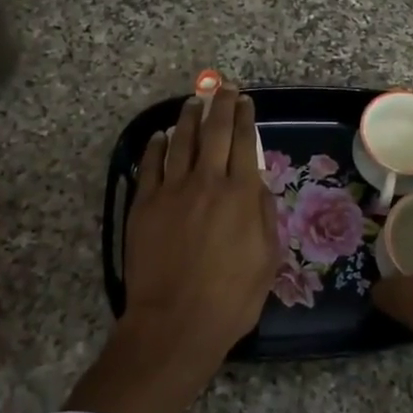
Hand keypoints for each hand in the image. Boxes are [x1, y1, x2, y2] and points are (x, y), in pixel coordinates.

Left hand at [121, 87, 278, 360]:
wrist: (175, 323)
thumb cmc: (230, 298)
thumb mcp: (267, 259)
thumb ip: (263, 214)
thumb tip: (255, 181)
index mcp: (240, 194)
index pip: (244, 142)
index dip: (245, 117)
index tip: (246, 101)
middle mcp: (208, 182)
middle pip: (215, 131)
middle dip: (221, 105)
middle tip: (223, 89)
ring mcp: (172, 190)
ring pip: (181, 141)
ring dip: (189, 118)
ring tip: (194, 102)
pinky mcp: (145, 204)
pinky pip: (150, 165)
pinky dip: (156, 146)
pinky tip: (160, 136)